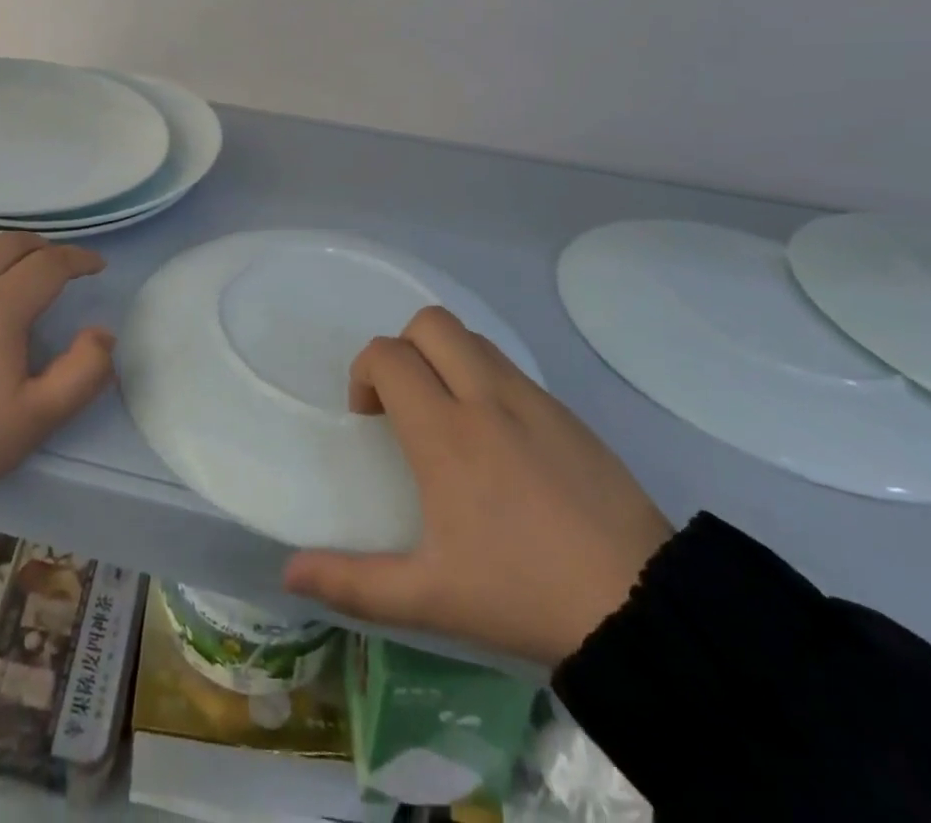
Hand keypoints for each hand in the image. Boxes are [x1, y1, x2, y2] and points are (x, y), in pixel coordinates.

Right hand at [283, 307, 672, 668]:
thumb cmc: (523, 593)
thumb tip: (288, 573)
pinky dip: (484, 376)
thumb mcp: (430, 597)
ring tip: (447, 415)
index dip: (364, 373)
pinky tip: (496, 437)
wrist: (642, 607)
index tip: (369, 417)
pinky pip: (509, 366)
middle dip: (402, 348)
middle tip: (404, 403)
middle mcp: (485, 398)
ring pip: (472, 337)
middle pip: (430, 323)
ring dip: (444, 358)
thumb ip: (353, 582)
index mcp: (445, 433)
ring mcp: (532, 398)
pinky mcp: (566, 411)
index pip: (389, 356)